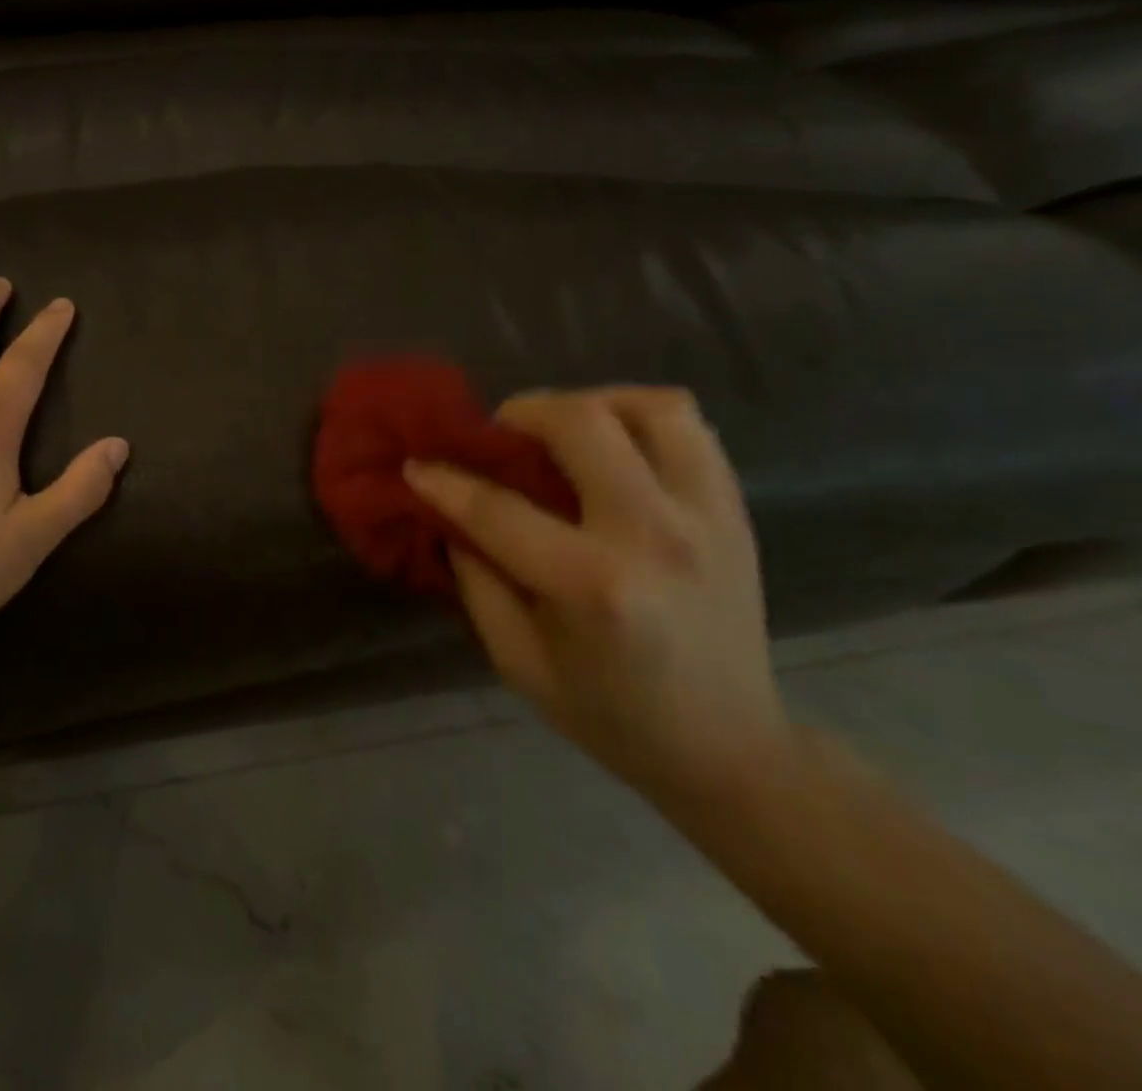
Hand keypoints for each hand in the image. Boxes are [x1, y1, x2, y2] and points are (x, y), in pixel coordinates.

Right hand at [404, 387, 792, 808]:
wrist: (728, 748)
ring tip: (561, 428)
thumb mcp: (517, 661)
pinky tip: (612, 441)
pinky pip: (689, 426)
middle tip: (498, 434)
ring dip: (591, 403)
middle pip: (582, 424)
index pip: (498, 509)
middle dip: (521, 414)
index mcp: (592, 586)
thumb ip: (477, 580)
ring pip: (649, 407)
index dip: (445, 480)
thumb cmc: (610, 714)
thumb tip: (452, 516)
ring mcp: (706, 516)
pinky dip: (641, 415)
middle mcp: (654, 535)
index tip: (416, 464)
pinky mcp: (733, 510)